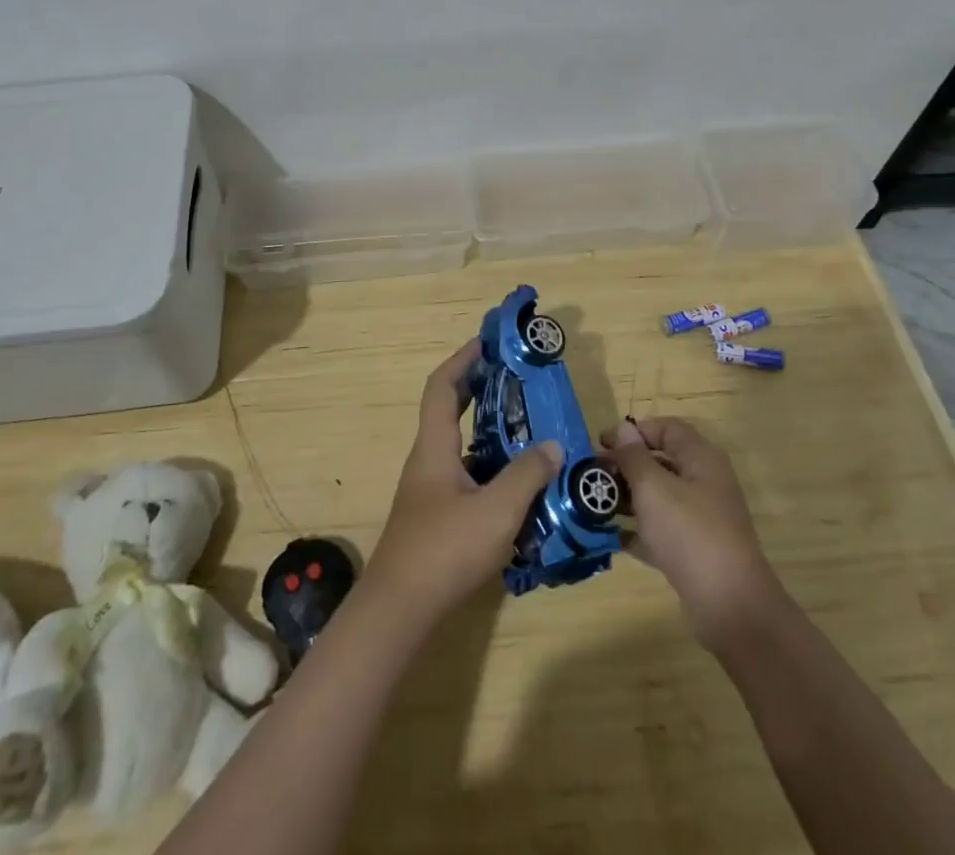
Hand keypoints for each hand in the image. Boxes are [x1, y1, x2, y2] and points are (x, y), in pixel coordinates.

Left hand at [365, 342, 562, 628]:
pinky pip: (468, 478)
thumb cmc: (445, 549)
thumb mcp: (496, 510)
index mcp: (434, 446)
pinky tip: (522, 489)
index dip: (463, 359)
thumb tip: (554, 445)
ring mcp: (431, 491)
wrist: (400, 610)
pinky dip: (492, 472)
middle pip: (451, 411)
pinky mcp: (438, 517)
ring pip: (463, 448)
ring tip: (532, 433)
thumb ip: (527, 474)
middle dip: (481, 391)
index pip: (442, 386)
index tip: (489, 342)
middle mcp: (428, 460)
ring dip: (491, 435)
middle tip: (519, 382)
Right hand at [600, 417, 778, 650]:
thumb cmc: (690, 534)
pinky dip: (639, 530)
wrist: (731, 607)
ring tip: (596, 504)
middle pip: (661, 462)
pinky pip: (662, 530)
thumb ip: (634, 456)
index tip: (601, 443)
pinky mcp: (695, 550)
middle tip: (593, 476)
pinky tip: (612, 536)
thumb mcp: (653, 488)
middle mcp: (704, 483)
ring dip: (628, 497)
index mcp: (701, 459)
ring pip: (660, 497)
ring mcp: (701, 519)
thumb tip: (623, 429)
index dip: (634, 431)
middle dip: (626, 465)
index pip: (666, 428)